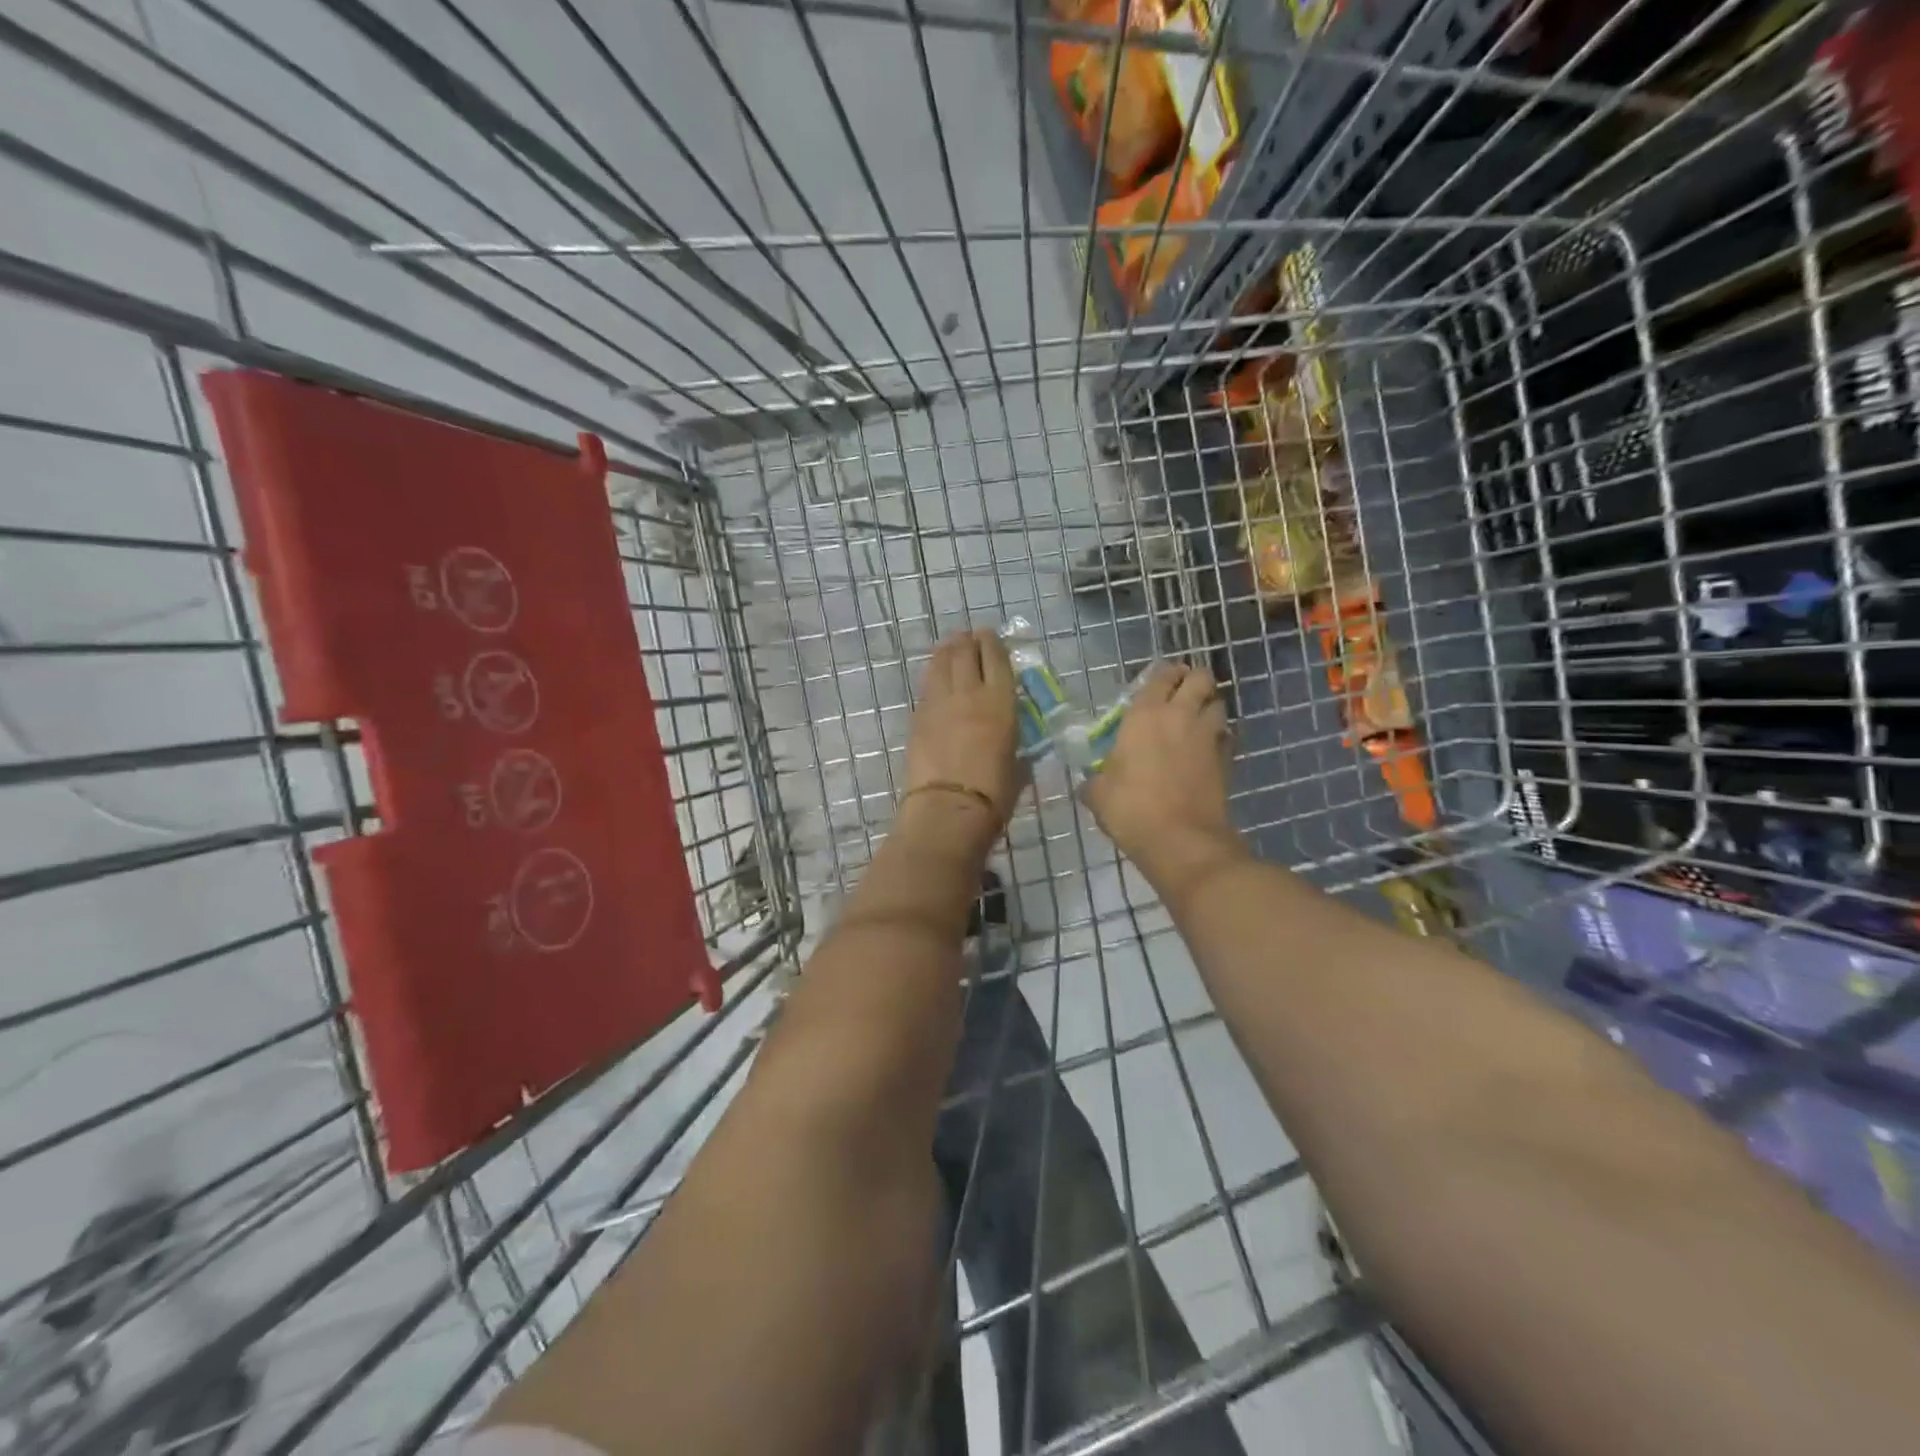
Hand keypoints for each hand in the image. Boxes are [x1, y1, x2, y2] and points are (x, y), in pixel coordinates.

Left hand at [902, 629, 1022, 848]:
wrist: (948, 808)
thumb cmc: (993, 795)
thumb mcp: (1018, 768)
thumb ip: (1016, 749)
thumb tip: (1015, 747)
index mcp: (1001, 703)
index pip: (996, 660)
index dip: (993, 644)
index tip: (991, 636)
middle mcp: (970, 694)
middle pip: (966, 653)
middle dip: (969, 641)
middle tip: (969, 637)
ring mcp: (940, 703)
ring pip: (942, 663)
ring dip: (947, 650)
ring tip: (950, 645)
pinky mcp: (918, 717)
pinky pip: (927, 685)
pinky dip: (933, 673)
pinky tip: (935, 673)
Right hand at [1084, 661, 1239, 880]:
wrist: (1182, 840)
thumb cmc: (1132, 809)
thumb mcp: (1099, 795)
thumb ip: (1096, 780)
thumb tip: (1091, 782)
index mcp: (1145, 715)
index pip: (1161, 676)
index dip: (1163, 675)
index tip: (1158, 683)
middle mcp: (1180, 716)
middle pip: (1200, 678)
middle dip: (1193, 680)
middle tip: (1181, 693)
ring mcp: (1207, 737)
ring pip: (1219, 704)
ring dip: (1209, 706)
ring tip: (1196, 720)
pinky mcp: (1226, 760)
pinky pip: (1226, 736)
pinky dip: (1218, 737)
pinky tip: (1206, 750)